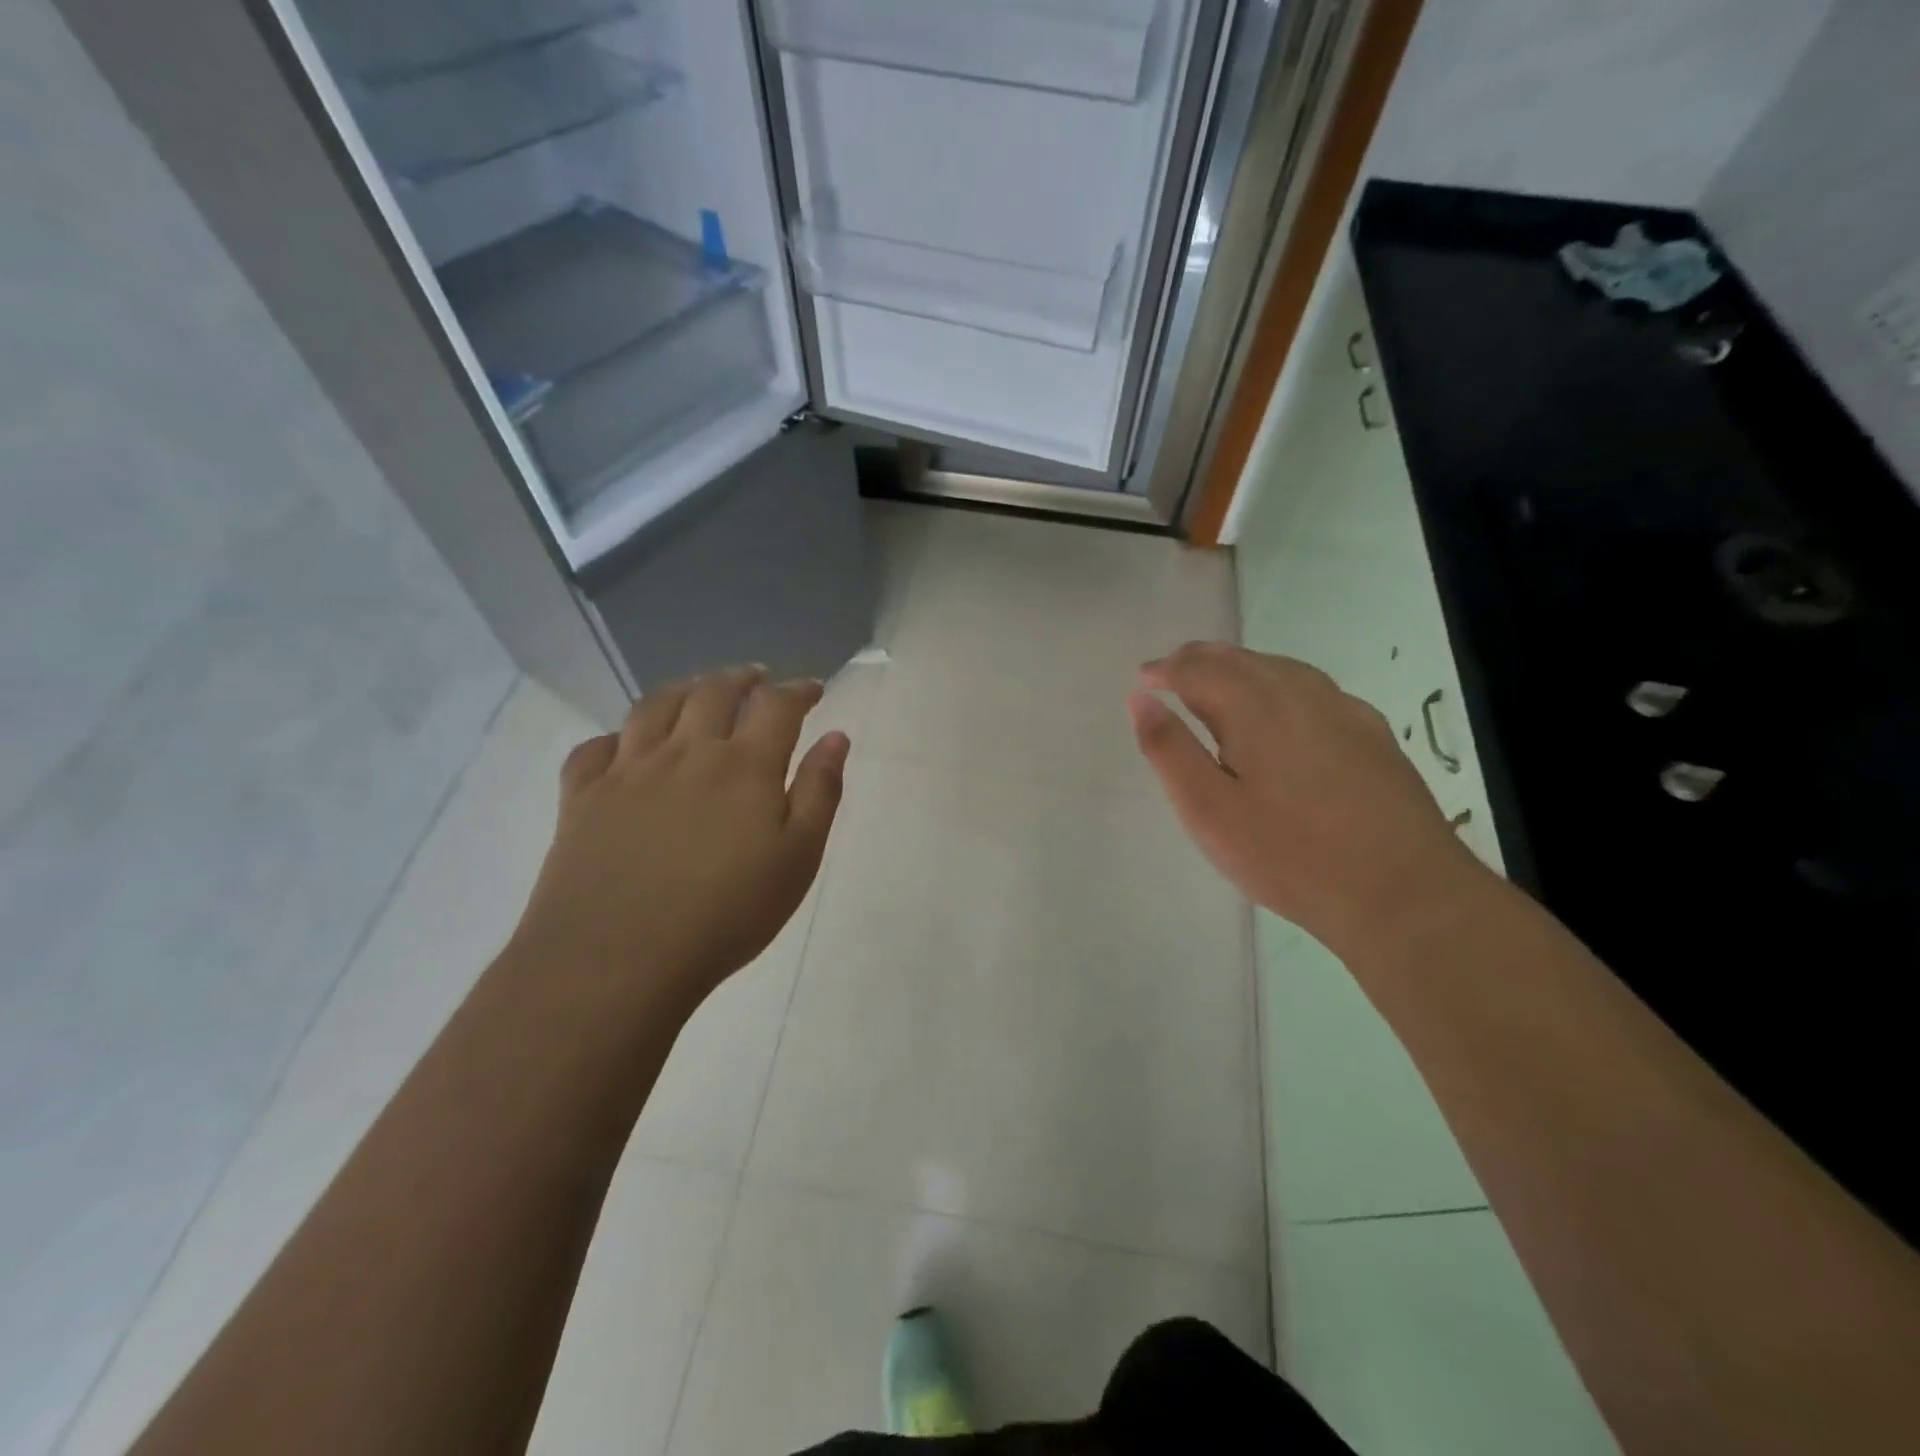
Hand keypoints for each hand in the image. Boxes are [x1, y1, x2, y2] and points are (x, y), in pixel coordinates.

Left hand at [509, 666, 849, 1016]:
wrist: (617, 959)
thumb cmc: (725, 915)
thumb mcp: (797, 859)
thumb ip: (820, 792)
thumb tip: (835, 736)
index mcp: (743, 766)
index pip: (776, 705)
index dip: (798, 690)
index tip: (812, 688)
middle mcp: (685, 752)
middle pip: (714, 692)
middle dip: (741, 678)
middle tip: (757, 678)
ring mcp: (627, 770)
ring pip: (654, 706)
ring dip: (683, 689)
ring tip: (698, 690)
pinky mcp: (582, 797)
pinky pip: (594, 748)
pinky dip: (615, 737)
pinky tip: (624, 745)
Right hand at [1129, 643, 1480, 952]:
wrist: (1403, 894)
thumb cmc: (1289, 856)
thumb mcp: (1209, 810)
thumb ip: (1170, 750)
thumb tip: (1140, 699)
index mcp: (1255, 708)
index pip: (1199, 669)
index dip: (1166, 670)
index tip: (1143, 678)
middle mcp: (1300, 694)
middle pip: (1242, 659)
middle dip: (1200, 660)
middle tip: (1171, 671)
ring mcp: (1344, 710)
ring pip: (1281, 668)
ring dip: (1240, 667)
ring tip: (1216, 682)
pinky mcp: (1373, 734)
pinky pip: (1313, 688)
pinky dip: (1278, 683)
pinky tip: (1280, 708)